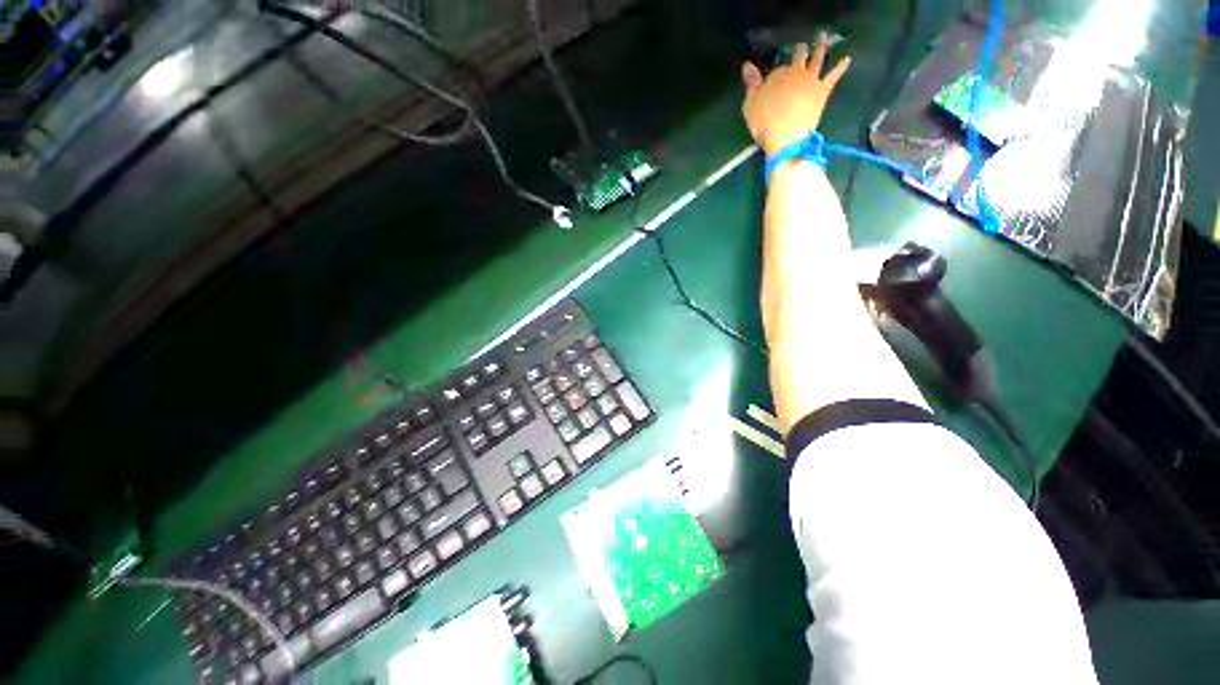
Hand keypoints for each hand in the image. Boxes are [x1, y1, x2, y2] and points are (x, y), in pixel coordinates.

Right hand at [742, 38, 850, 155]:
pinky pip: (834, 76)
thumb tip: (747, 65)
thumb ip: (751, 84)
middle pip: (799, 56)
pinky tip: (847, 60)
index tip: (775, 79)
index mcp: (778, 74)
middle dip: (800, 50)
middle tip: (802, 45)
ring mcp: (812, 79)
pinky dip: (841, 67)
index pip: (778, 69)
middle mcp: (796, 71)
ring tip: (823, 38)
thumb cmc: (764, 123)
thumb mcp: (750, 105)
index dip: (776, 74)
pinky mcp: (823, 90)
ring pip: (818, 58)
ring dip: (821, 47)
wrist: (786, 137)